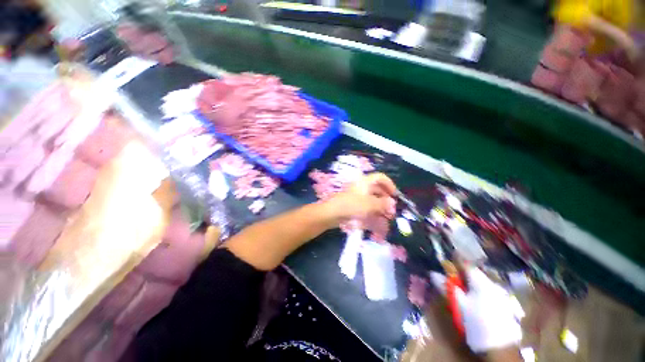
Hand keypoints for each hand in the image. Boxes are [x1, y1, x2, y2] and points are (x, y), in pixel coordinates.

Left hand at [323, 173, 396, 225]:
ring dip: (381, 206)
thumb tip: (393, 203)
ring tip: (387, 216)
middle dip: (386, 198)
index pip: (380, 177)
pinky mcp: (354, 204)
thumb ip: (382, 203)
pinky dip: (373, 210)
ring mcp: (357, 195)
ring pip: (372, 198)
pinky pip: (366, 205)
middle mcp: (361, 187)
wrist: (332, 213)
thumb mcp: (369, 204)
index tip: (395, 195)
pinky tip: (378, 219)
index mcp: (365, 182)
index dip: (389, 184)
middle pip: (377, 188)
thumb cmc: (351, 205)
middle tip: (392, 209)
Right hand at [430, 267, 521, 353]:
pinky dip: (477, 291)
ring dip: (469, 283)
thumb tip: (433, 273)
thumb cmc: (477, 323)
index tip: (447, 256)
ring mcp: (500, 296)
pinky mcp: (503, 306)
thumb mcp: (459, 305)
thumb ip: (446, 287)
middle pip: (474, 274)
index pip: (466, 264)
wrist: (501, 350)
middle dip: (462, 272)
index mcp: (481, 282)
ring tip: (460, 288)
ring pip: (480, 283)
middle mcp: (492, 285)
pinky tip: (473, 300)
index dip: (455, 259)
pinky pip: (486, 292)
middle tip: (450, 274)